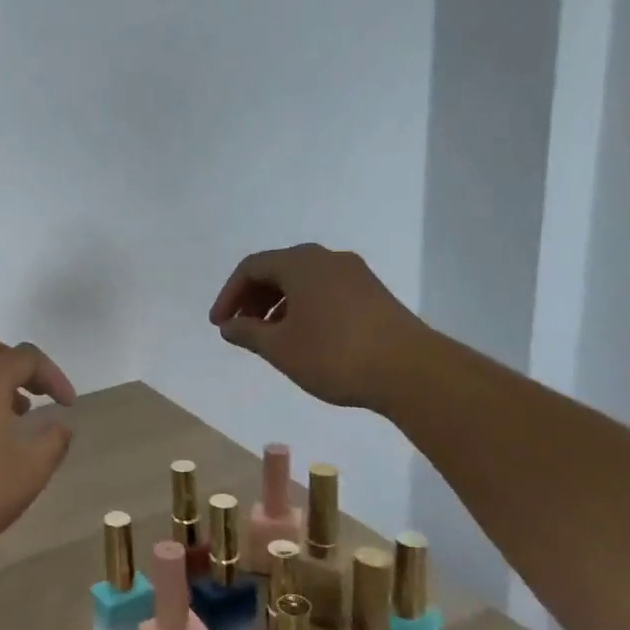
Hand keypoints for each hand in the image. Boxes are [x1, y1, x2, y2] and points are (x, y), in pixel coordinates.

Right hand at [208, 244, 428, 413]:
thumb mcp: (280, 348)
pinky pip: (325, 291)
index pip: (252, 267)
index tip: (220, 325)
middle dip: (253, 298)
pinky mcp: (372, 293)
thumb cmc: (334, 354)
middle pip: (278, 269)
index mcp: (301, 263)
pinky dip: (303, 307)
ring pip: (303, 281)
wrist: (410, 370)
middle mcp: (327, 259)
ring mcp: (354, 274)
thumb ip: (248, 333)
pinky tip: (303, 337)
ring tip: (269, 337)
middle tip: (240, 329)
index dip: (229, 295)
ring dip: (278, 304)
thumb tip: (228, 326)